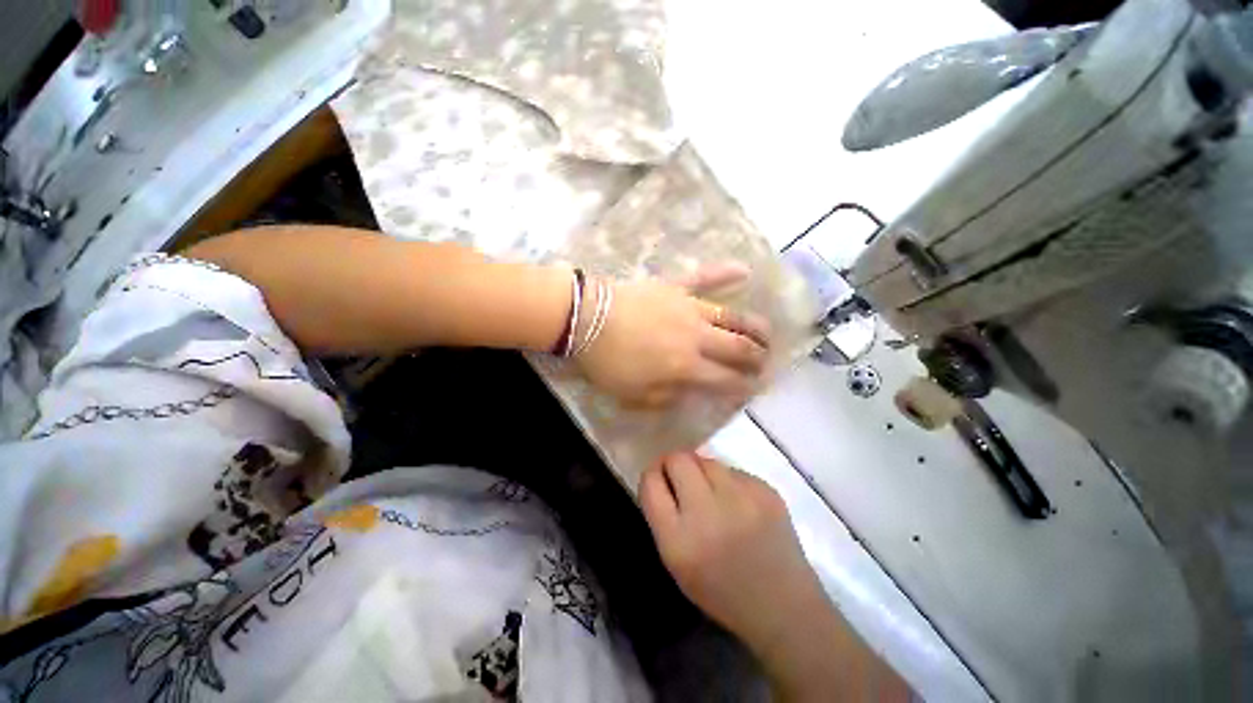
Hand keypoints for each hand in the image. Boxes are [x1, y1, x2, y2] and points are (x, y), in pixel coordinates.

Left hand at [574, 265, 770, 408]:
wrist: (586, 319)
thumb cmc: (607, 361)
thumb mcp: (634, 395)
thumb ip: (667, 397)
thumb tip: (690, 392)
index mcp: (686, 366)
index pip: (726, 379)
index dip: (744, 387)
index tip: (755, 389)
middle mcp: (697, 336)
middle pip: (738, 347)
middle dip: (757, 358)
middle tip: (766, 363)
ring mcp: (689, 307)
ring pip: (732, 316)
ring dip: (754, 326)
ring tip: (767, 333)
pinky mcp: (676, 286)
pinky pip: (704, 277)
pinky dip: (725, 273)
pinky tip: (745, 270)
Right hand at [639, 453, 909, 701]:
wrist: (784, 607)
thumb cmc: (722, 591)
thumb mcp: (676, 563)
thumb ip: (663, 517)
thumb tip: (663, 475)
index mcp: (679, 541)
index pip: (651, 483)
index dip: (652, 474)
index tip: (659, 477)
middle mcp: (708, 513)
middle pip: (678, 459)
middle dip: (674, 464)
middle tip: (681, 478)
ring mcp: (741, 498)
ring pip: (706, 459)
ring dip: (701, 470)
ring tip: (712, 492)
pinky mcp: (766, 490)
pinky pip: (733, 470)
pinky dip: (728, 481)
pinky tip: (738, 503)